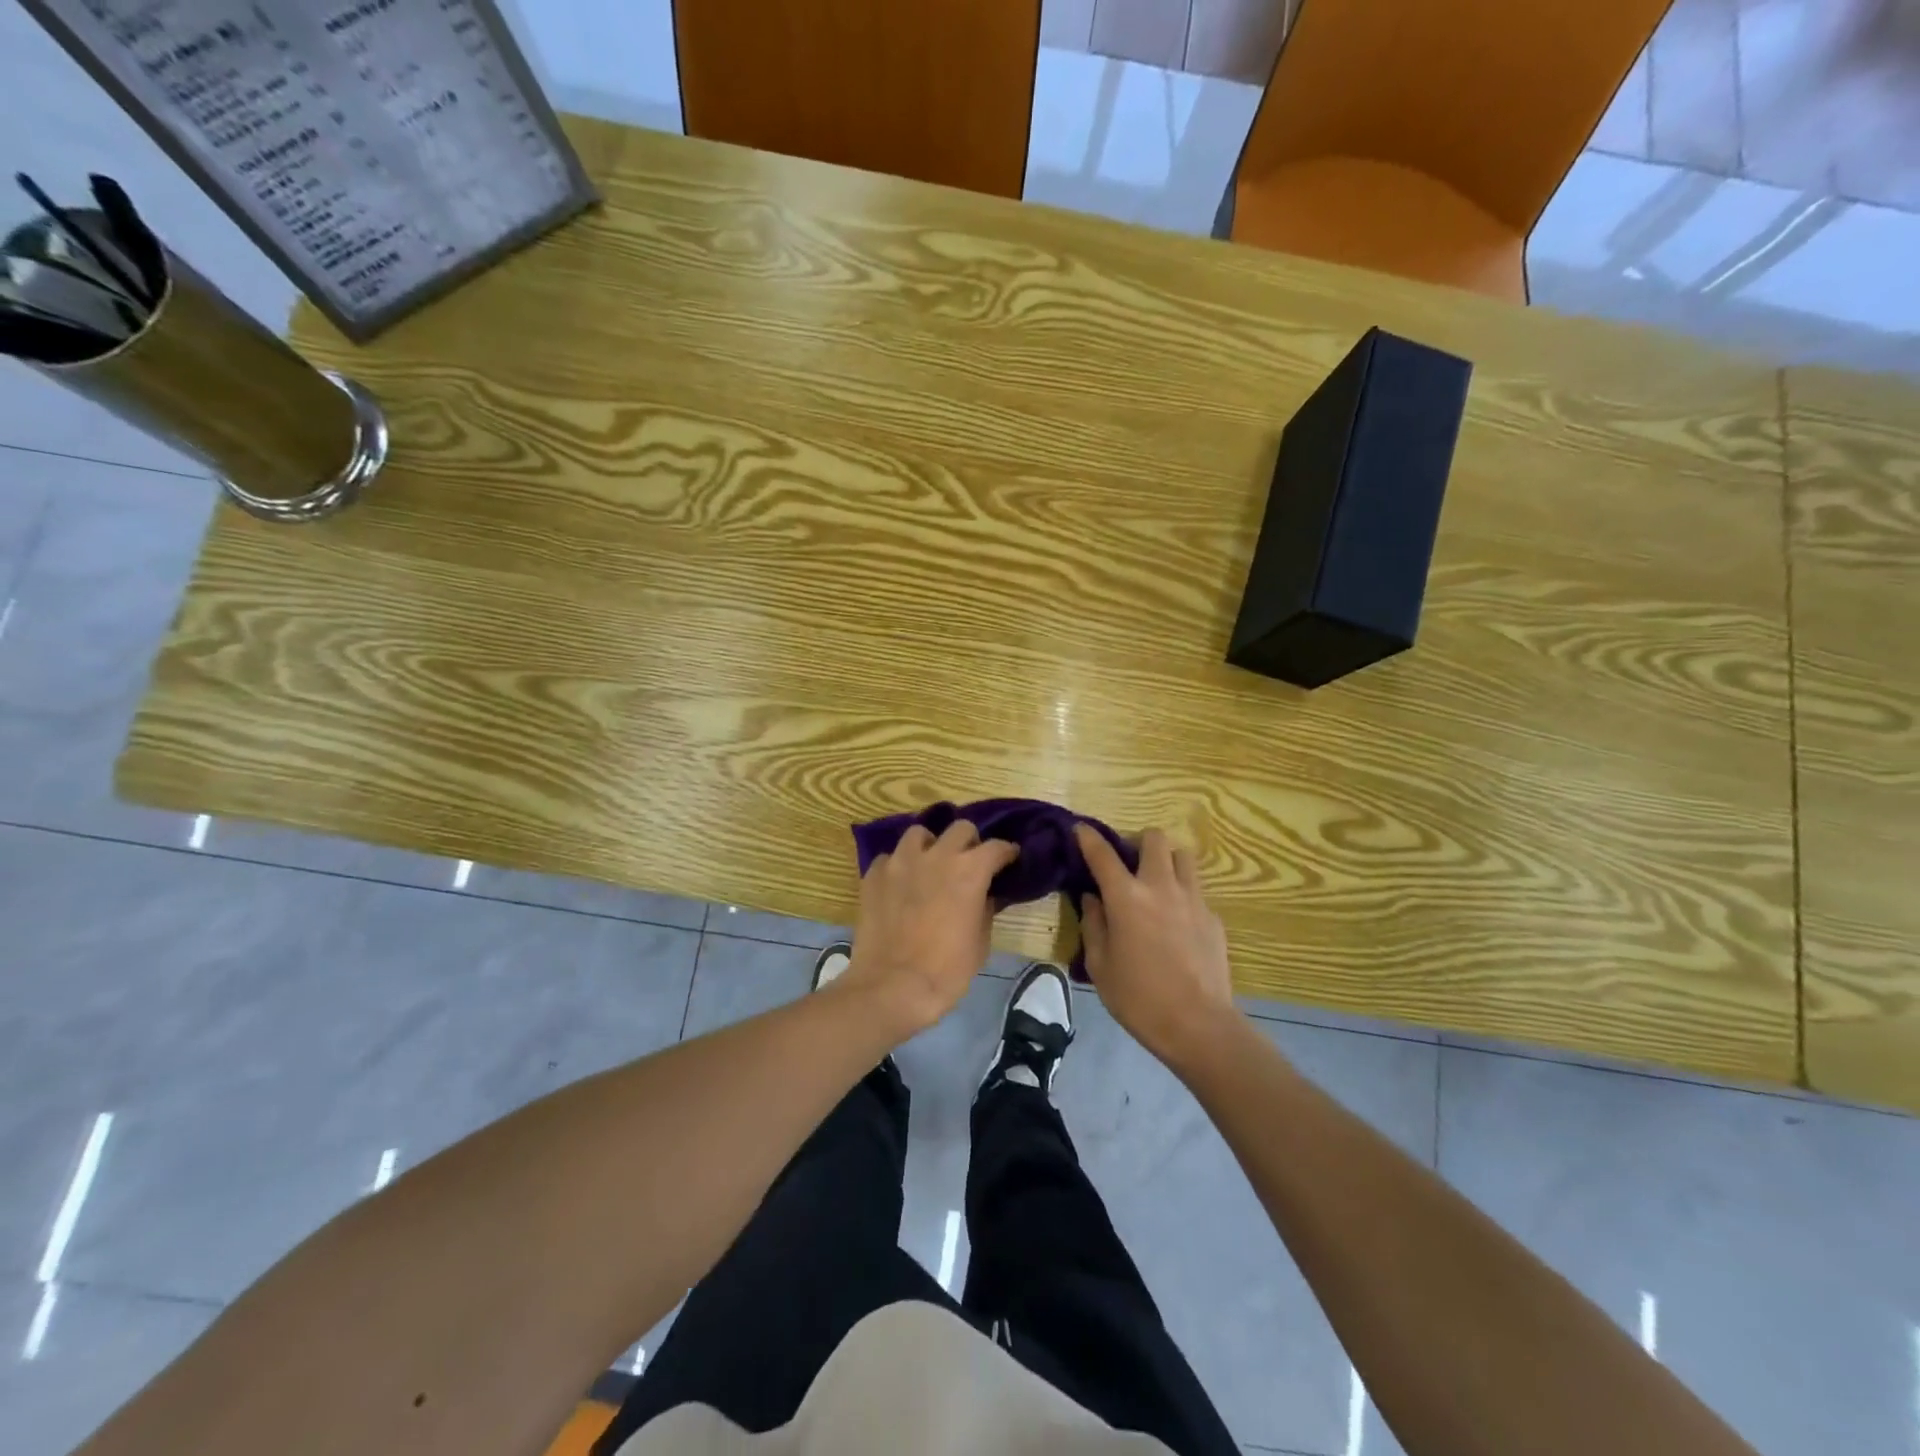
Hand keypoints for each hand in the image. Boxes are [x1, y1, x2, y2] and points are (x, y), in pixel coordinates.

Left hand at [840, 821, 1019, 1036]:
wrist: (891, 987)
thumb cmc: (946, 971)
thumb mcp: (980, 943)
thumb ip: (985, 909)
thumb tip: (984, 895)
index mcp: (969, 871)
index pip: (996, 847)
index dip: (1006, 853)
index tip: (1009, 860)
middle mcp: (936, 855)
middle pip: (960, 829)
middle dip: (970, 842)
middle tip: (969, 862)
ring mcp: (900, 861)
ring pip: (919, 834)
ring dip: (930, 846)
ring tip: (930, 865)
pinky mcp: (873, 874)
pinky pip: (890, 858)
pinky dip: (899, 867)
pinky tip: (900, 884)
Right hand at [1076, 824, 1241, 1069]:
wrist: (1198, 1025)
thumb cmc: (1138, 998)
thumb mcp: (1100, 965)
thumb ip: (1094, 925)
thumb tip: (1093, 899)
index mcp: (1126, 898)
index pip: (1102, 854)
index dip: (1088, 837)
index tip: (1080, 829)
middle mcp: (1160, 887)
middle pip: (1154, 839)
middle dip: (1138, 842)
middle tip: (1129, 864)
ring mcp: (1192, 899)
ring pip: (1183, 856)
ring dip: (1166, 861)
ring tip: (1156, 884)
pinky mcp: (1213, 917)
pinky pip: (1196, 891)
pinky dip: (1182, 895)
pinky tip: (1176, 923)